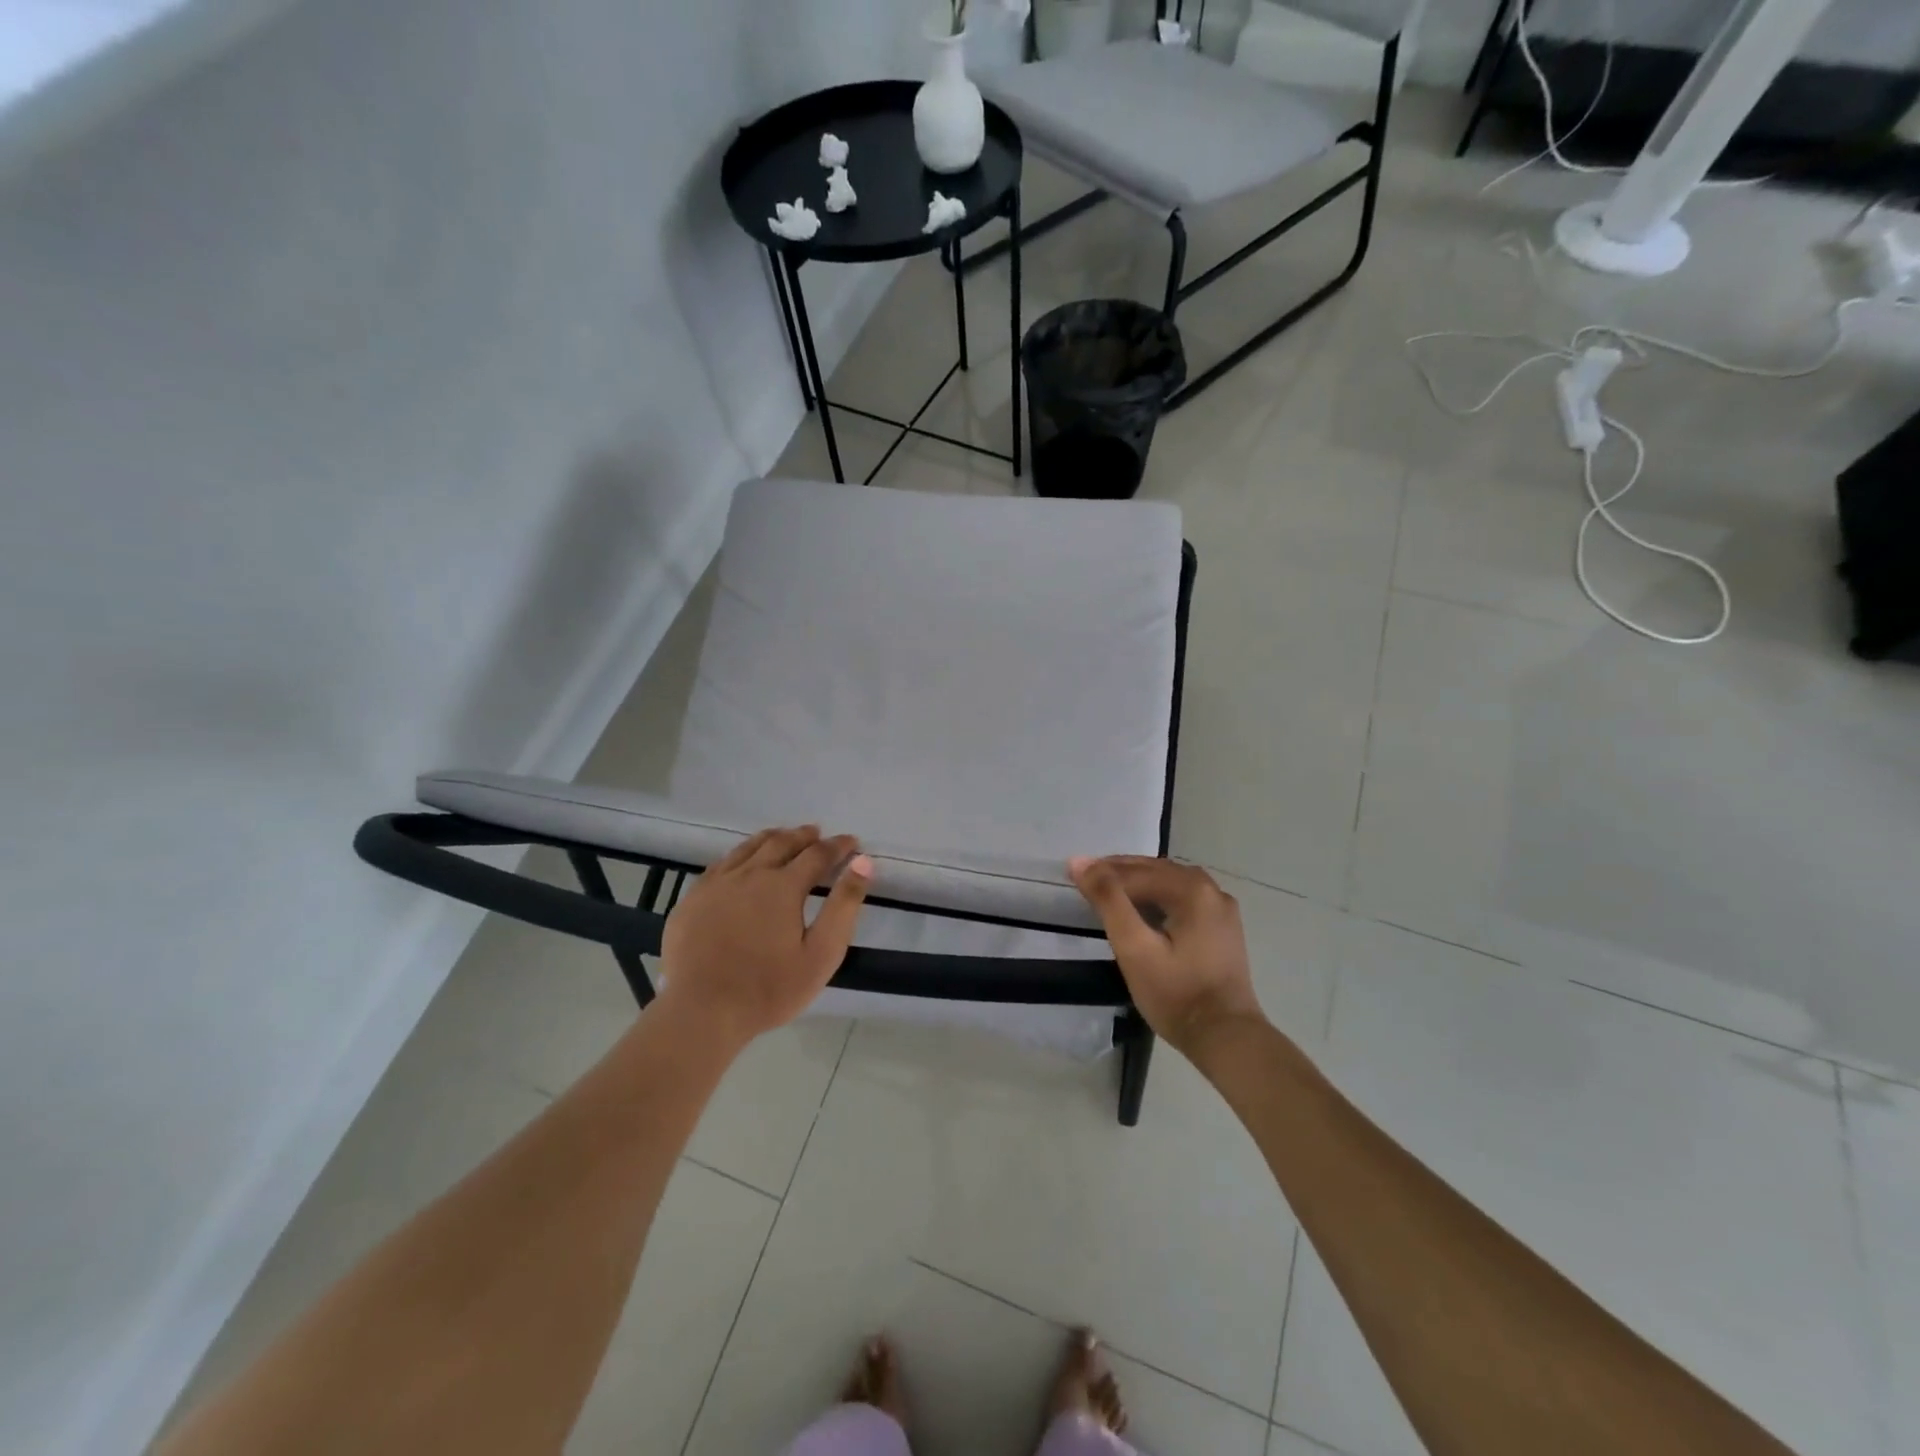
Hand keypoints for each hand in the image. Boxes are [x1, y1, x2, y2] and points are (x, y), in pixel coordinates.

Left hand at [658, 826, 872, 1046]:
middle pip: (782, 843)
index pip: (818, 854)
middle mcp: (750, 874)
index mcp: (784, 886)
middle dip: (804, 836)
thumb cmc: (769, 988)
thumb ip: (844, 905)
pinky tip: (741, 862)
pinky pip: (721, 863)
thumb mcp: (821, 953)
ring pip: (748, 848)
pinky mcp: (692, 898)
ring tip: (784, 837)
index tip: (852, 842)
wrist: (701, 1011)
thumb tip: (863, 862)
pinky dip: (741, 854)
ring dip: (772, 839)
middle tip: (818, 834)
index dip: (838, 846)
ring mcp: (717, 883)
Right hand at [1069, 856, 1266, 1059]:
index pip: (1136, 872)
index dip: (1101, 872)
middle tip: (1086, 881)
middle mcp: (1211, 890)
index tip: (1072, 874)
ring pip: (1170, 883)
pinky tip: (1142, 910)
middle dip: (1119, 872)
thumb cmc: (1176, 994)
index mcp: (1192, 889)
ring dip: (1139, 883)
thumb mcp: (1134, 947)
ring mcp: (1221, 909)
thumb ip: (1108, 900)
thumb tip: (1080, 862)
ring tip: (1109, 892)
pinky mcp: (1223, 929)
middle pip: (1156, 870)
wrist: (1226, 1038)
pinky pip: (1184, 899)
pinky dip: (1158, 897)